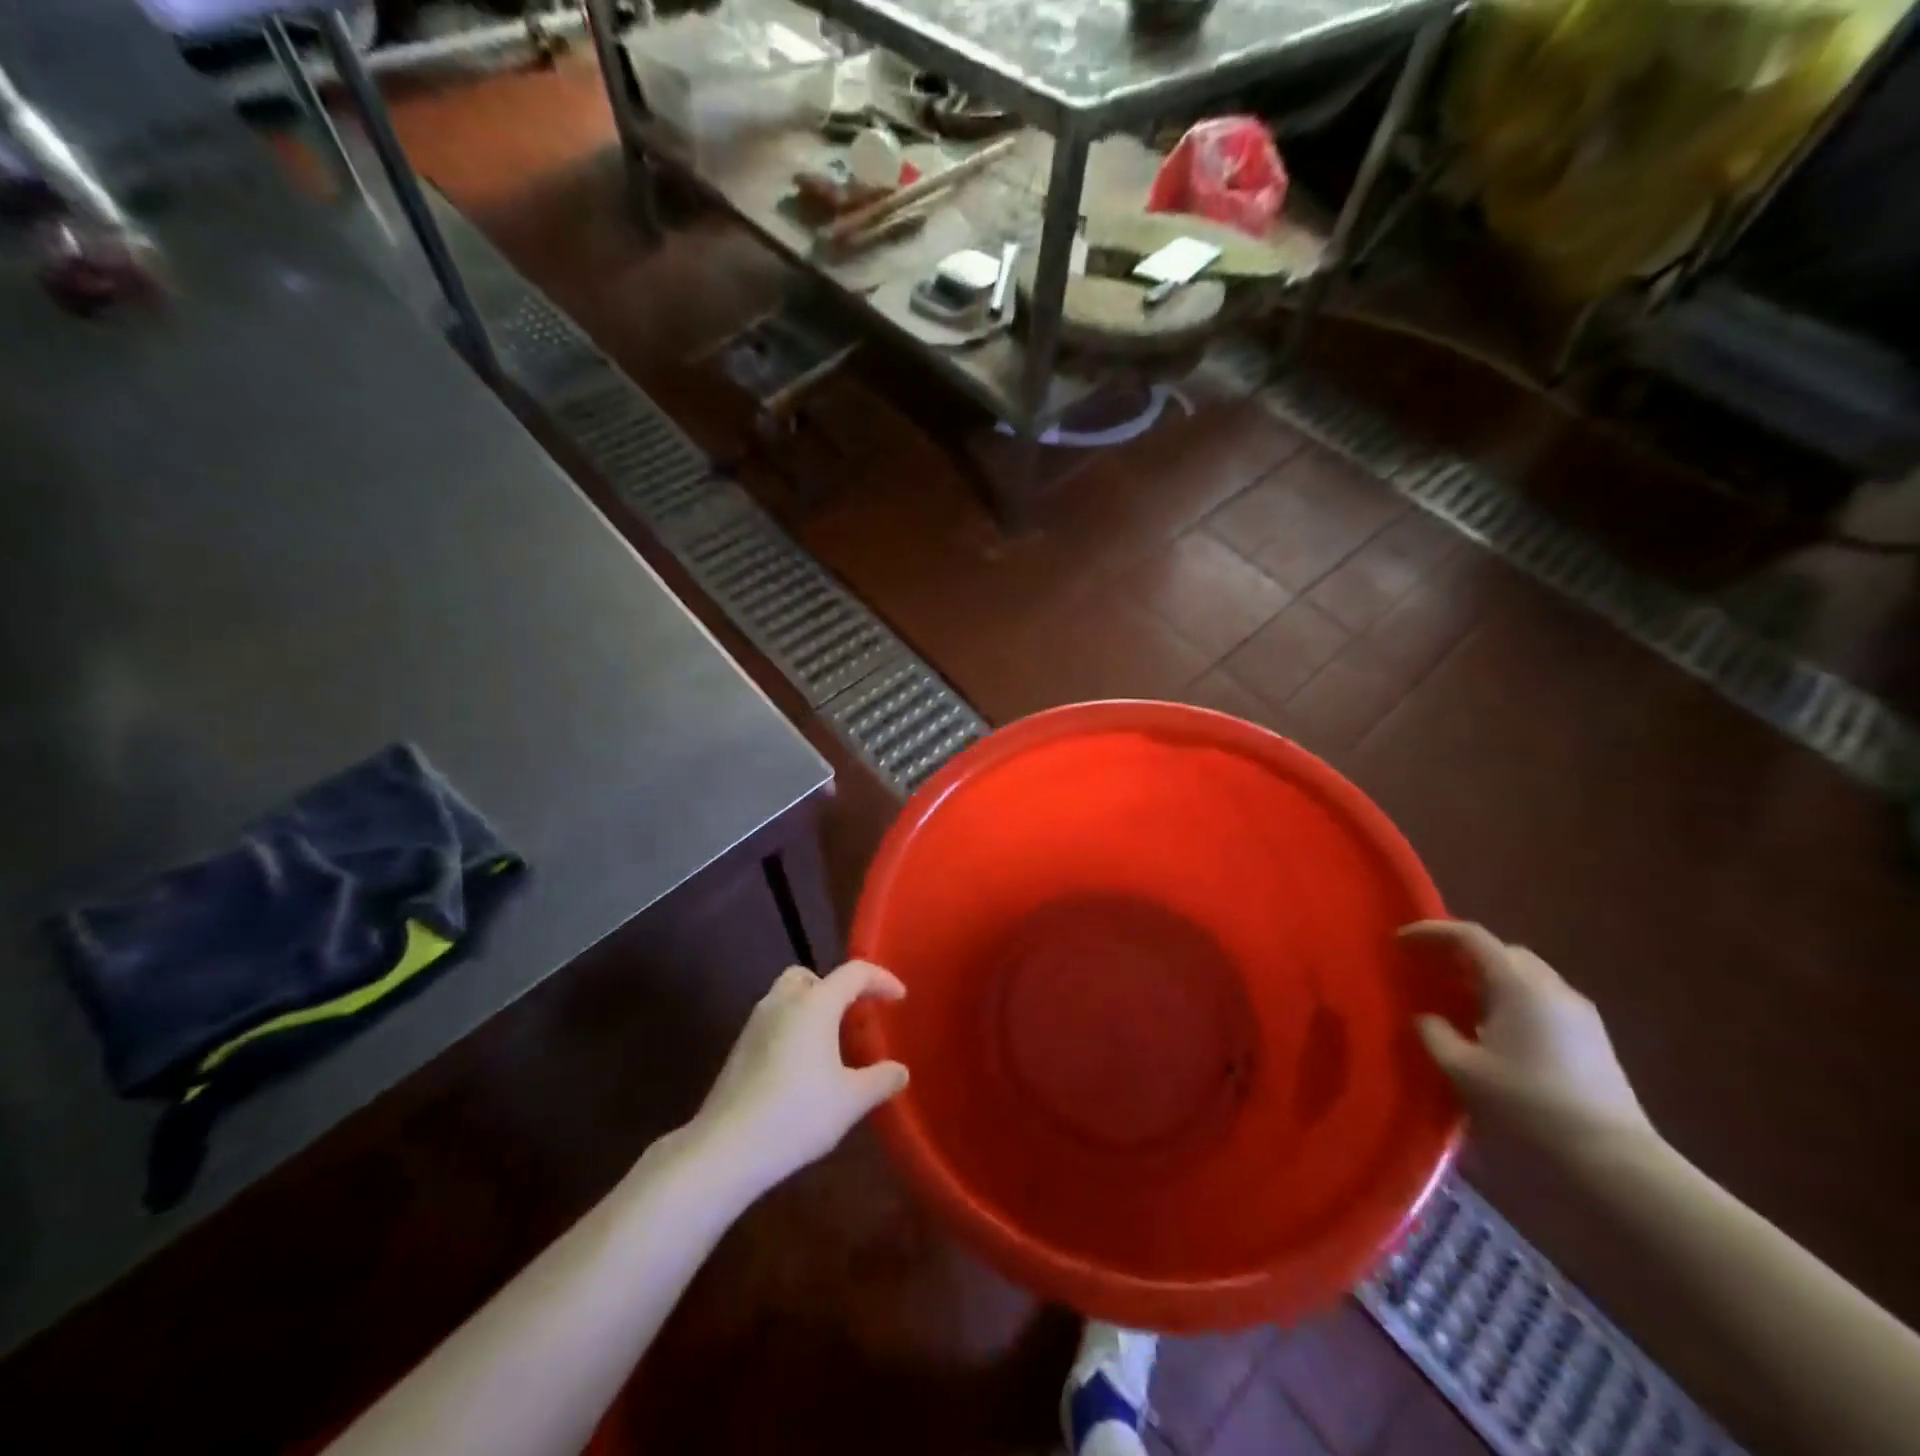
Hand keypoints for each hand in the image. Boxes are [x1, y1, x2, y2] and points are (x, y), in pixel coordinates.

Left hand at [691, 960, 909, 1194]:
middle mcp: (783, 1002)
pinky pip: (775, 1020)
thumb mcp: (850, 1101)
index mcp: (814, 1004)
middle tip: (857, 1013)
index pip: (854, 973)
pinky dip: (795, 1026)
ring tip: (832, 1041)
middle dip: (838, 988)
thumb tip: (900, 1071)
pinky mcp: (740, 1047)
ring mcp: (756, 1023)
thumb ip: (880, 1080)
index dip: (881, 979)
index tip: (900, 997)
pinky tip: (804, 1065)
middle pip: (812, 976)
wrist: (725, 1148)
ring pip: (788, 996)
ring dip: (813, 1006)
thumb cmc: (796, 1115)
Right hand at [1402, 921, 1652, 1150]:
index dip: (1431, 932)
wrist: (1615, 1163)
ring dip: (1487, 980)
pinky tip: (1494, 1033)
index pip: (1470, 936)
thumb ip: (1434, 1033)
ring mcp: (1580, 1014)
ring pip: (1524, 977)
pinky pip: (1541, 1001)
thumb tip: (1427, 1017)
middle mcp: (1552, 988)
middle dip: (1462, 954)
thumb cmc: (1529, 1106)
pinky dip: (1510, 1001)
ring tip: (1458, 1004)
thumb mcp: (1462, 1070)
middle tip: (1429, 971)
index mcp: (1519, 985)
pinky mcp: (1593, 1041)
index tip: (1400, 942)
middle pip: (1501, 951)